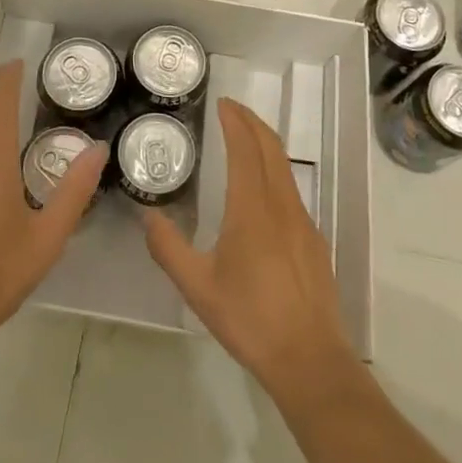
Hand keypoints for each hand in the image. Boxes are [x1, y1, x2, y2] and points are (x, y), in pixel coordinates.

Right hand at [142, 98, 355, 403]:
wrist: (310, 359)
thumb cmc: (250, 318)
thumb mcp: (197, 286)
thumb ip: (168, 248)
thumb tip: (148, 217)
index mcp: (252, 208)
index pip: (245, 148)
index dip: (235, 121)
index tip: (223, 103)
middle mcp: (281, 204)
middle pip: (271, 148)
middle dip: (252, 122)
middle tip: (231, 110)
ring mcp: (303, 221)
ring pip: (284, 167)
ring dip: (264, 144)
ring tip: (243, 140)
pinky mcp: (313, 240)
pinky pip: (291, 190)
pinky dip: (274, 170)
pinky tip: (260, 190)